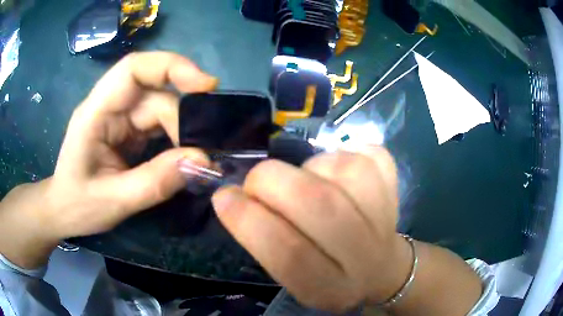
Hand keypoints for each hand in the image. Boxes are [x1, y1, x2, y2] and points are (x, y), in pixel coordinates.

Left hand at [0, 52, 215, 267]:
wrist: (64, 211)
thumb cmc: (78, 205)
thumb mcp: (114, 201)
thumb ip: (155, 182)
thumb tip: (202, 160)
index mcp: (95, 113)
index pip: (133, 69)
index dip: (171, 67)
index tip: (206, 85)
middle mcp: (109, 107)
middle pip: (154, 93)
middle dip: (182, 119)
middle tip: (202, 152)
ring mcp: (120, 118)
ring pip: (161, 109)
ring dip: (182, 132)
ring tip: (196, 159)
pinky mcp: (128, 131)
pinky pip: (159, 126)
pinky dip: (176, 139)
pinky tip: (184, 157)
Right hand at [212, 145, 413, 311]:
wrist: (382, 267)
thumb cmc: (328, 274)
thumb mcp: (292, 278)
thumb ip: (264, 243)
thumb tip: (232, 196)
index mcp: (328, 288)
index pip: (287, 254)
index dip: (247, 219)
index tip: (224, 197)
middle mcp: (362, 256)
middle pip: (317, 203)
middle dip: (270, 181)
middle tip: (258, 181)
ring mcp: (386, 218)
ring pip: (341, 169)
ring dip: (309, 168)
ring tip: (307, 181)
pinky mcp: (395, 189)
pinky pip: (368, 154)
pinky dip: (344, 154)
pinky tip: (339, 174)